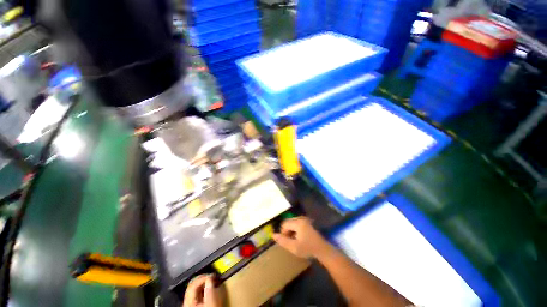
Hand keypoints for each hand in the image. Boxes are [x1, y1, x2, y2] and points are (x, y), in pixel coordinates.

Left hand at [182, 275, 222, 306]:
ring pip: (194, 290)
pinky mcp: (193, 306)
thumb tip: (210, 278)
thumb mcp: (211, 304)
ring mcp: (189, 304)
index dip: (203, 278)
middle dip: (202, 280)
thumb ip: (210, 291)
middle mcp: (186, 302)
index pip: (193, 285)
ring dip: (203, 284)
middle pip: (192, 286)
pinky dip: (203, 289)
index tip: (213, 276)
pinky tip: (208, 289)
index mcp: (188, 302)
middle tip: (212, 277)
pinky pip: (197, 294)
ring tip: (211, 282)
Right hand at [272, 217, 331, 258]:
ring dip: (291, 229)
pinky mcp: (308, 221)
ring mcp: (305, 219)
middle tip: (290, 241)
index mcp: (298, 223)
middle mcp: (301, 218)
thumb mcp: (294, 247)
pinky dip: (296, 228)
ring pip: (292, 222)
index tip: (287, 241)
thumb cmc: (308, 249)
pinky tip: (300, 237)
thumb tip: (273, 235)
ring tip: (295, 239)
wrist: (323, 249)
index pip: (285, 224)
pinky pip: (297, 222)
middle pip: (288, 221)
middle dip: (287, 231)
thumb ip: (283, 241)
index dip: (283, 233)